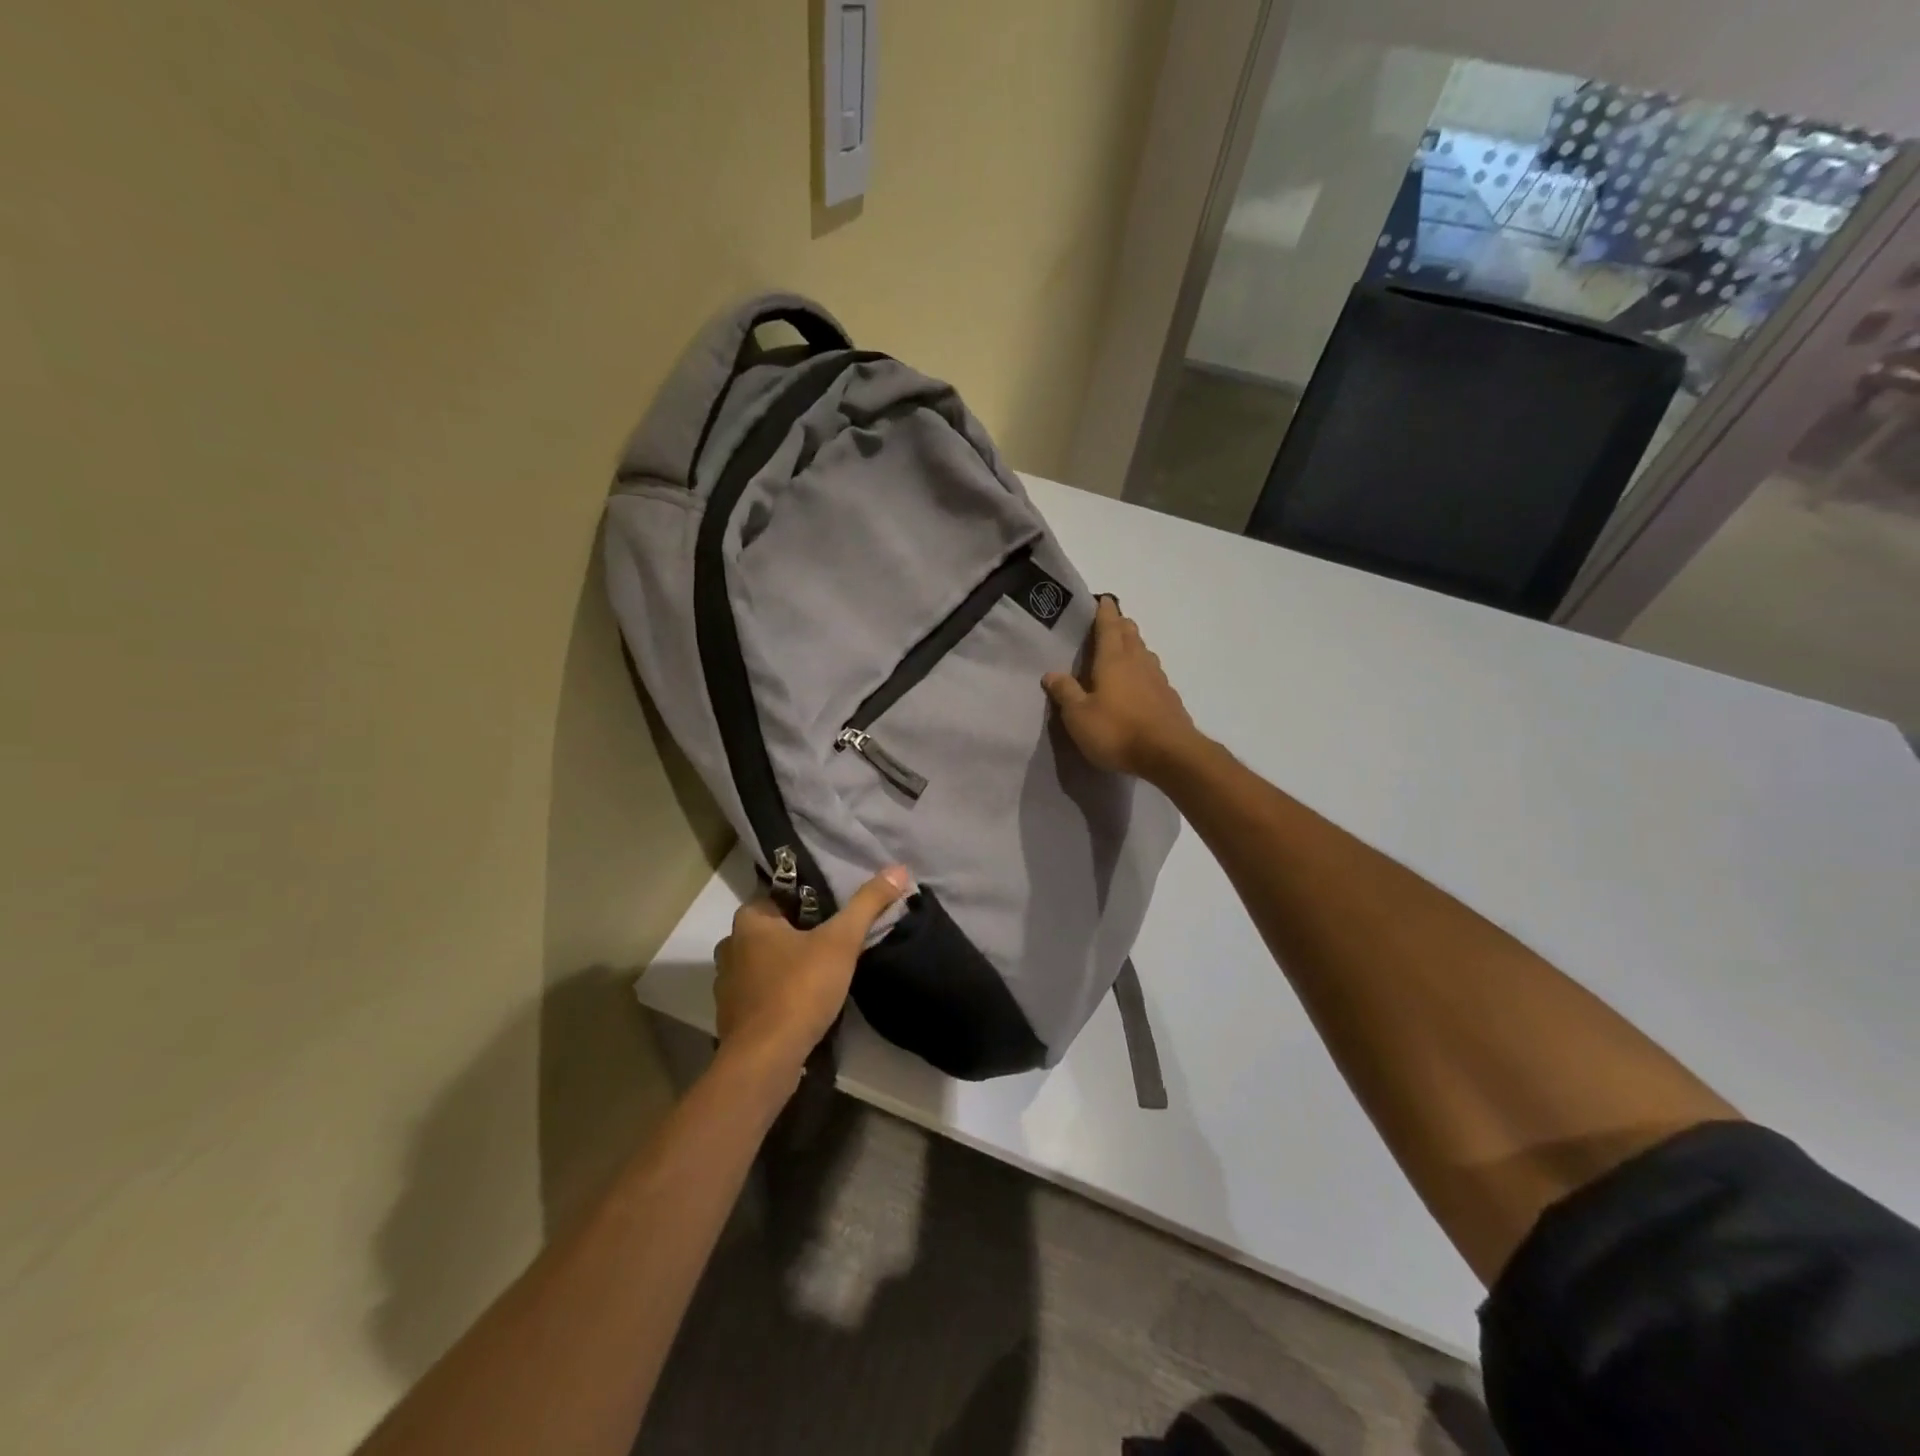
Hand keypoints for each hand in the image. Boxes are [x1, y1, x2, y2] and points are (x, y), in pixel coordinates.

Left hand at [712, 866, 911, 1075]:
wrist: (765, 1061)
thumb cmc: (799, 989)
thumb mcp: (841, 941)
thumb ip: (867, 904)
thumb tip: (898, 868)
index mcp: (749, 920)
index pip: (781, 894)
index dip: (810, 899)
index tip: (837, 908)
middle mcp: (730, 946)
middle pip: (774, 929)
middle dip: (802, 932)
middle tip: (837, 938)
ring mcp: (727, 984)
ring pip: (767, 962)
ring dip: (790, 964)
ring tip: (825, 970)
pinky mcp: (733, 1017)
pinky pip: (762, 992)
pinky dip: (781, 992)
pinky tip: (806, 1001)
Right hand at [1043, 597, 1203, 779]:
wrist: (1169, 754)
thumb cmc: (1117, 731)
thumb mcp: (1079, 716)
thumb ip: (1065, 692)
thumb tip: (1051, 673)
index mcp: (1113, 659)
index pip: (1108, 625)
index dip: (1105, 611)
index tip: (1102, 599)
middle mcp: (1138, 661)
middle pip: (1130, 633)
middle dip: (1119, 625)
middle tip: (1108, 623)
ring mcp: (1158, 678)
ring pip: (1144, 652)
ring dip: (1133, 645)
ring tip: (1121, 650)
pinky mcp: (1169, 697)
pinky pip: (1153, 674)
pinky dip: (1143, 670)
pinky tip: (1138, 683)